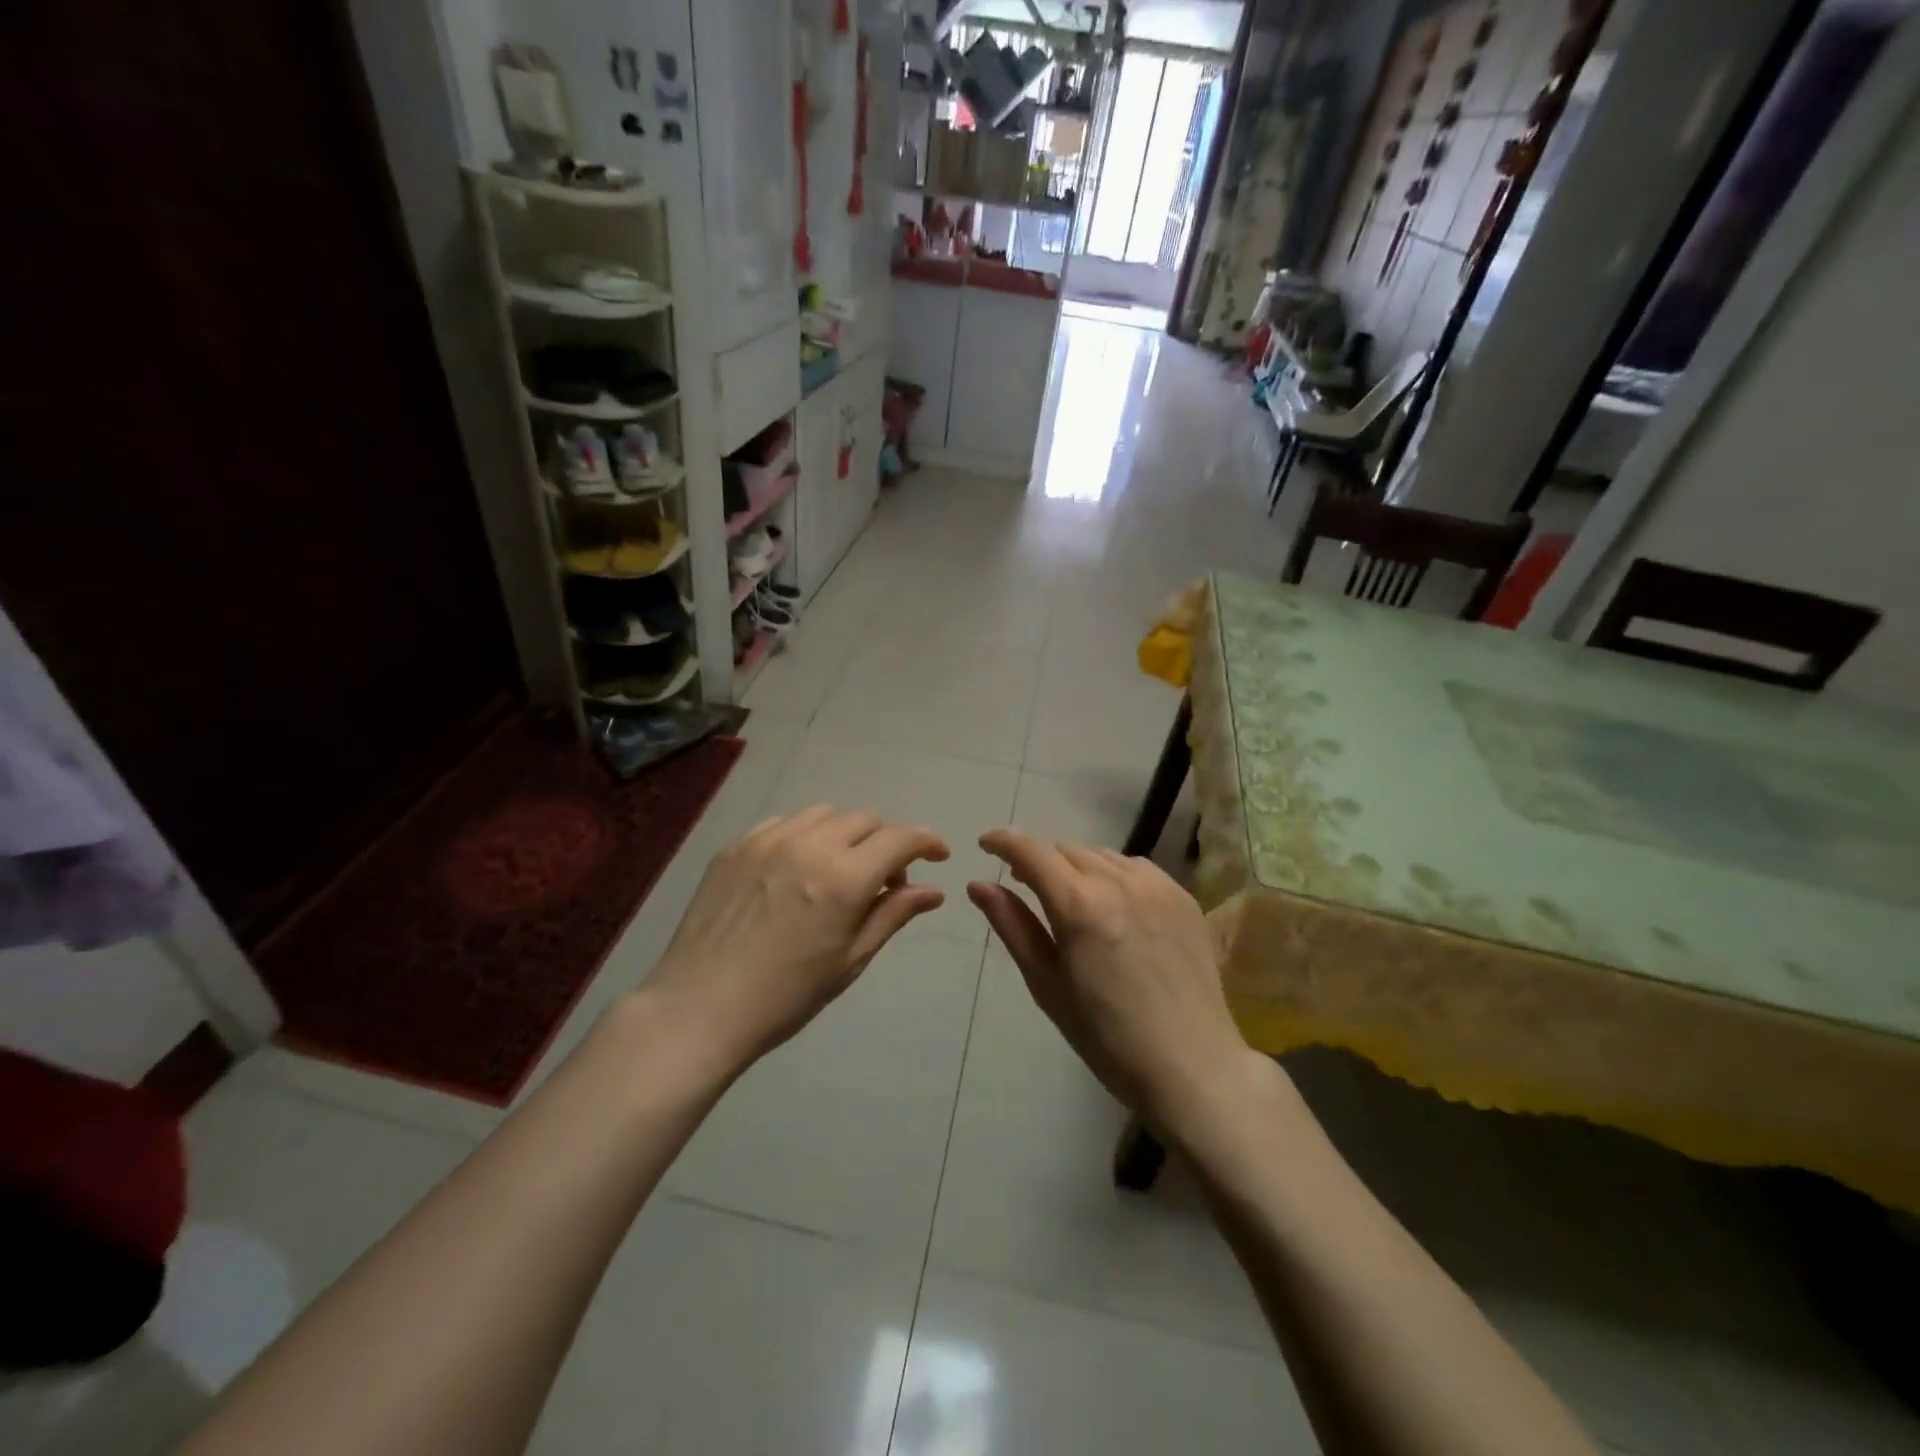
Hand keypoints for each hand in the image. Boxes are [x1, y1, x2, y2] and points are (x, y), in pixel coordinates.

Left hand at [643, 806, 949, 1075]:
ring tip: (838, 872)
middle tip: (884, 881)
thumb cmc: (785, 996)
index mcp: (843, 878)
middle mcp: (809, 845)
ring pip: (825, 814)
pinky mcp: (736, 845)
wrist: (699, 1008)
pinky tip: (797, 869)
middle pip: (865, 820)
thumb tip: (933, 891)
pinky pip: (785, 822)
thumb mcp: (850, 960)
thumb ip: (892, 914)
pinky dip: (805, 835)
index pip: (900, 838)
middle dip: (886, 842)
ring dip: (846, 835)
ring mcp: (767, 840)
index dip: (926, 842)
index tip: (938, 856)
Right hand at [968, 831, 1252, 1132]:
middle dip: (1040, 860)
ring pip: (1101, 855)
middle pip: (1065, 849)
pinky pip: (1135, 867)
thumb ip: (1012, 925)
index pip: (1031, 852)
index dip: (1003, 842)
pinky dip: (1113, 874)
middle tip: (1025, 884)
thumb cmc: (1106, 1036)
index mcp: (1079, 905)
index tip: (985, 844)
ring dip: (1076, 866)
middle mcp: (1118, 881)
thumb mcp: (1047, 984)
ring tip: (1071, 897)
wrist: (1191, 1066)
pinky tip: (1113, 904)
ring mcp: (1156, 886)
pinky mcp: (1183, 896)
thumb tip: (978, 885)